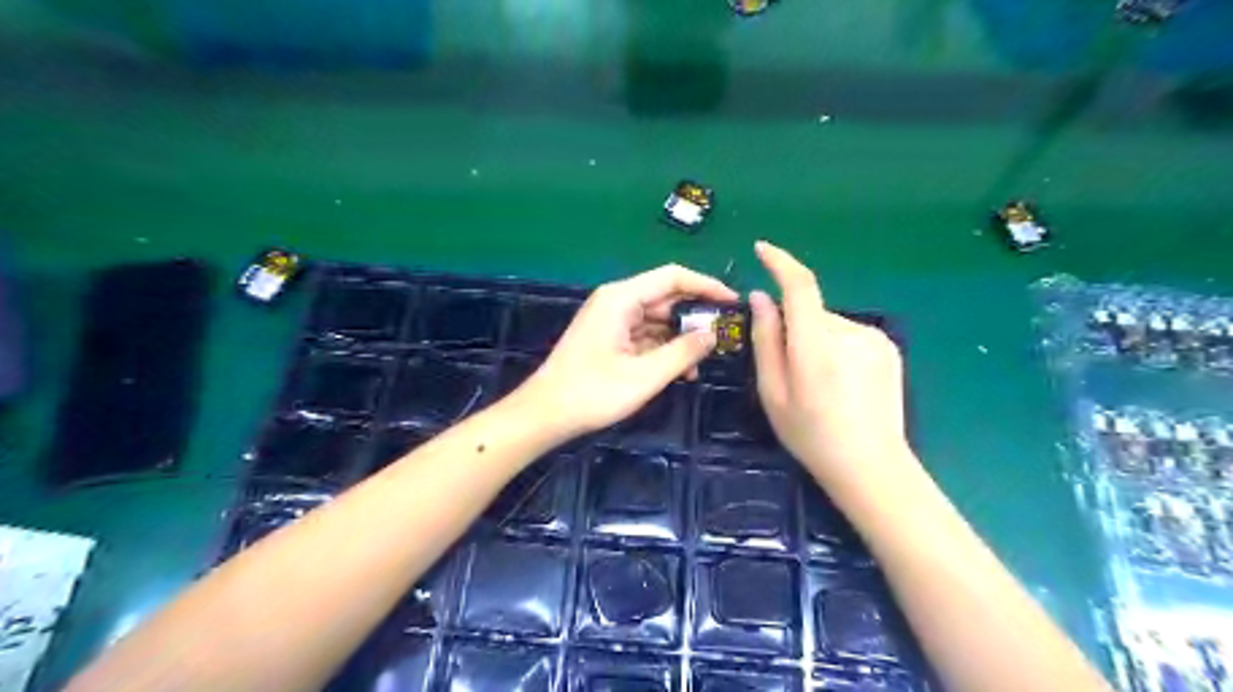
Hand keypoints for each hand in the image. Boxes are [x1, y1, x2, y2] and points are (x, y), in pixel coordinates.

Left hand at [516, 262, 734, 438]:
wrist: (544, 414)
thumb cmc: (592, 392)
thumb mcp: (645, 375)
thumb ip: (683, 352)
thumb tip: (713, 334)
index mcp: (621, 298)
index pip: (673, 277)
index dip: (706, 285)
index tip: (733, 302)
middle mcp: (617, 302)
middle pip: (665, 297)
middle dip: (695, 316)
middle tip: (724, 337)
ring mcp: (611, 320)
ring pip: (657, 319)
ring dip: (680, 338)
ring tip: (702, 363)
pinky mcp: (609, 339)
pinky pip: (645, 335)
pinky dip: (663, 349)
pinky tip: (680, 371)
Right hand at [747, 240, 907, 482]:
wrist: (871, 466)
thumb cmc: (810, 435)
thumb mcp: (773, 392)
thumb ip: (766, 340)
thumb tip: (760, 298)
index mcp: (815, 345)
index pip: (799, 286)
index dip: (779, 262)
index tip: (762, 250)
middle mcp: (848, 332)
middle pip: (811, 311)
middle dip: (794, 327)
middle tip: (789, 370)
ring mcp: (874, 338)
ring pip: (829, 324)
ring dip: (816, 340)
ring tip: (820, 384)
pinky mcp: (888, 346)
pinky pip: (849, 335)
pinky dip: (837, 348)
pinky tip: (843, 383)